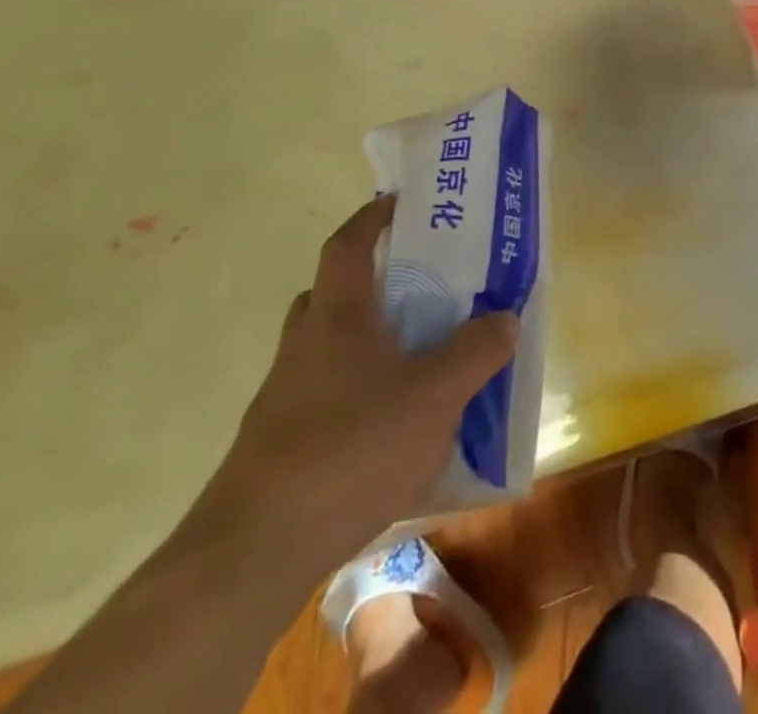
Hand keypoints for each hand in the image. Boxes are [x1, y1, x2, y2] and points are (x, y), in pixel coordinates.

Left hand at [189, 196, 516, 577]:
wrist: (253, 554)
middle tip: (421, 288)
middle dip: (373, 284)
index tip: (399, 203)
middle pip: (333, 296)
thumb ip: (476, 351)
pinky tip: (395, 430)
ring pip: (329, 350)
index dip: (372, 218)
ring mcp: (284, 400)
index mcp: (337, 318)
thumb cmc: (350, 448)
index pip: (348, 245)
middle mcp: (304, 348)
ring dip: (369, 344)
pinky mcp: (279, 449)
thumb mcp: (435, 395)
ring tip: (420, 361)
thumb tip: (505, 318)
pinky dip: (360, 397)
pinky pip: (327, 399)